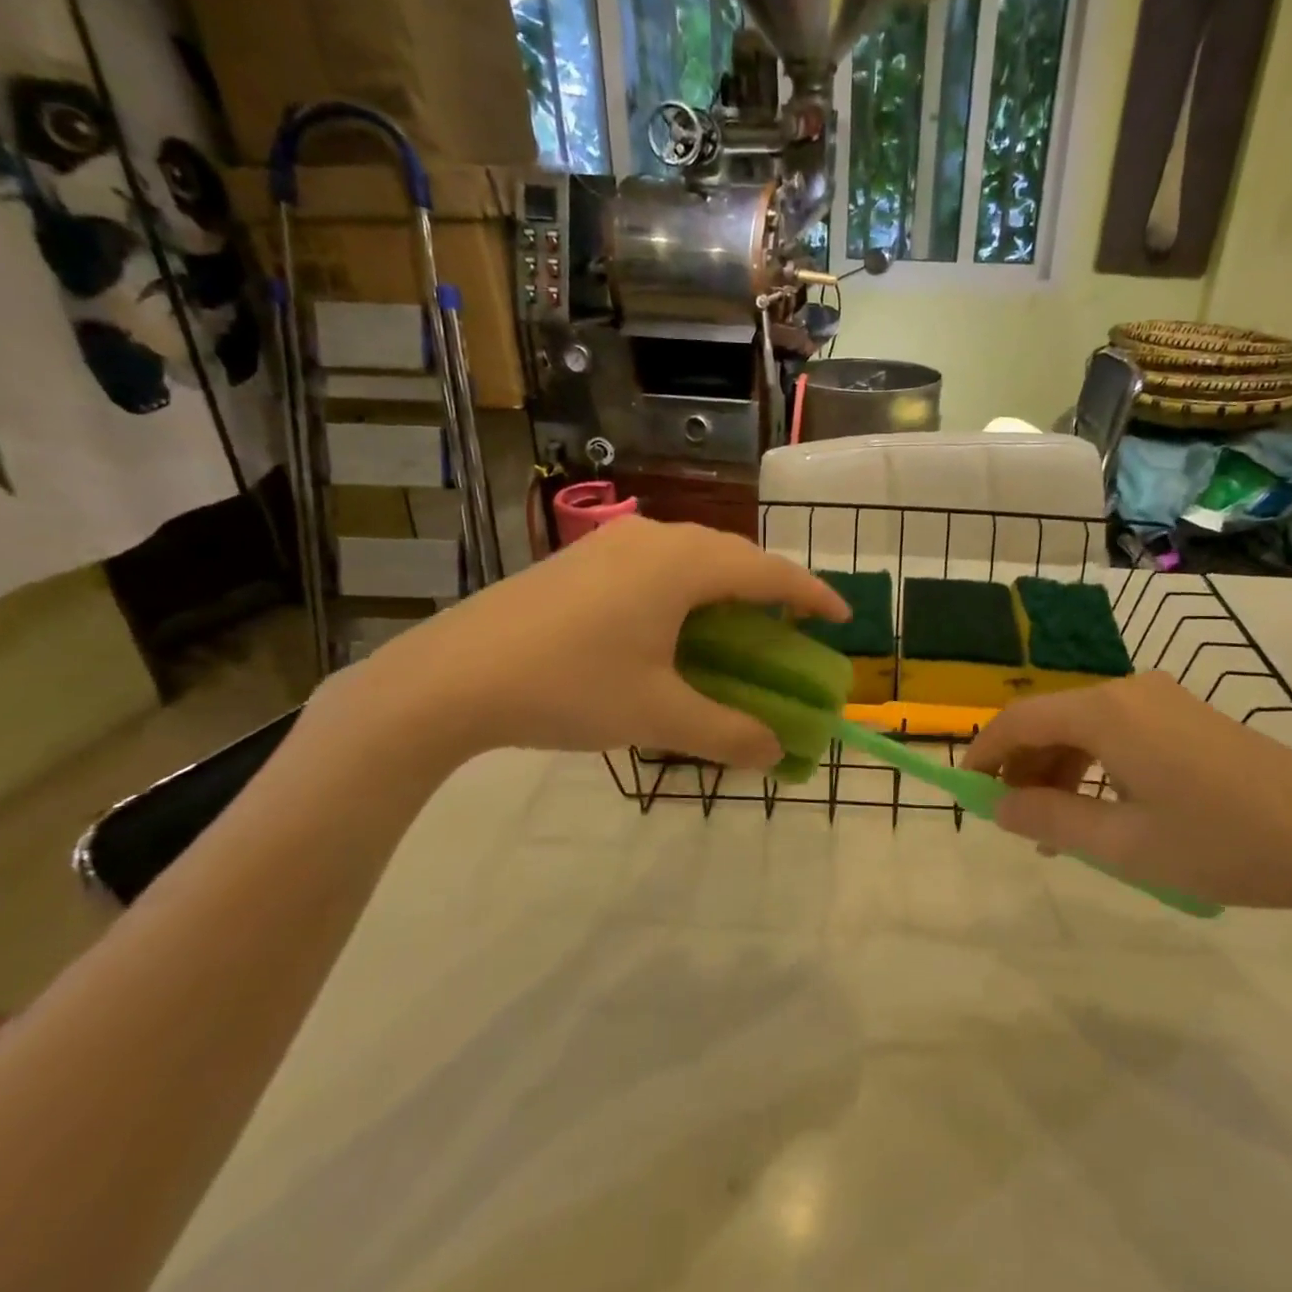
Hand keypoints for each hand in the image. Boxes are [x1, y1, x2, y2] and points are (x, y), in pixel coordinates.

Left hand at [328, 518, 848, 768]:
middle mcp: (654, 538)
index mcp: (683, 565)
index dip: (812, 595)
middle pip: (734, 556)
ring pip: (692, 555)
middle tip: (791, 629)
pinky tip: (671, 624)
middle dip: (771, 590)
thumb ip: (727, 733)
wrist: (449, 677)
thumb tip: (776, 752)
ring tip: (737, 626)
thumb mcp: (656, 716)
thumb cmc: (568, 688)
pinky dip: (685, 588)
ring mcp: (612, 543)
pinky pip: (657, 562)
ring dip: (725, 587)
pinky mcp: (581, 558)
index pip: (769, 571)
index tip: (842, 617)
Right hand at [962, 672, 1291, 913]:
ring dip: (1062, 772)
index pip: (1021, 719)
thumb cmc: (1222, 842)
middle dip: (1026, 769)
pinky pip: (1121, 734)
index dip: (986, 752)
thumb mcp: (1125, 845)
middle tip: (1018, 824)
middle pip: (1053, 721)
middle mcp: (1129, 691)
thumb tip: (1000, 808)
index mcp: (1107, 712)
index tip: (968, 791)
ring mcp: (1163, 701)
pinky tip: (1106, 811)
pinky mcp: (1188, 717)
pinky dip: (1097, 767)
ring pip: (1087, 729)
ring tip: (1062, 831)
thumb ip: (1052, 820)